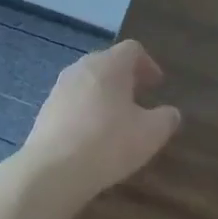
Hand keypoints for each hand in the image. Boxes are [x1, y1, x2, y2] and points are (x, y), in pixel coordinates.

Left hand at [14, 40, 181, 208]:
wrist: (53, 169)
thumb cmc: (108, 143)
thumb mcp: (149, 134)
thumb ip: (166, 119)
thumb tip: (171, 113)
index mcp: (110, 64)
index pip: (132, 49)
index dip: (148, 64)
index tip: (157, 85)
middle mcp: (83, 66)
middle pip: (108, 62)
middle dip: (125, 78)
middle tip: (139, 98)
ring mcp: (60, 86)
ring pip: (88, 81)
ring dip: (104, 93)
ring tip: (116, 118)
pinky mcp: (46, 108)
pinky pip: (73, 100)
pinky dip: (86, 109)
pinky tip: (91, 135)